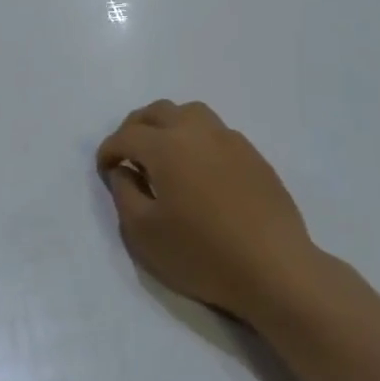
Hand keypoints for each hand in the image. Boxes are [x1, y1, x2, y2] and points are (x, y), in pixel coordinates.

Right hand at [97, 100, 320, 321]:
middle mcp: (196, 131)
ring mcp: (229, 139)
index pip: (126, 136)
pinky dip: (197, 139)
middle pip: (158, 111)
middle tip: (128, 154)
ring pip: (190, 113)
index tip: (104, 169)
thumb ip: (124, 194)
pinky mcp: (253, 155)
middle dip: (135, 128)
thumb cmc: (202, 253)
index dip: (109, 150)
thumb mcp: (144, 233)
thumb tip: (123, 171)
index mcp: (166, 146)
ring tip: (164, 153)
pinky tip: (199, 169)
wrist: (275, 268)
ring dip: (169, 124)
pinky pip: (216, 132)